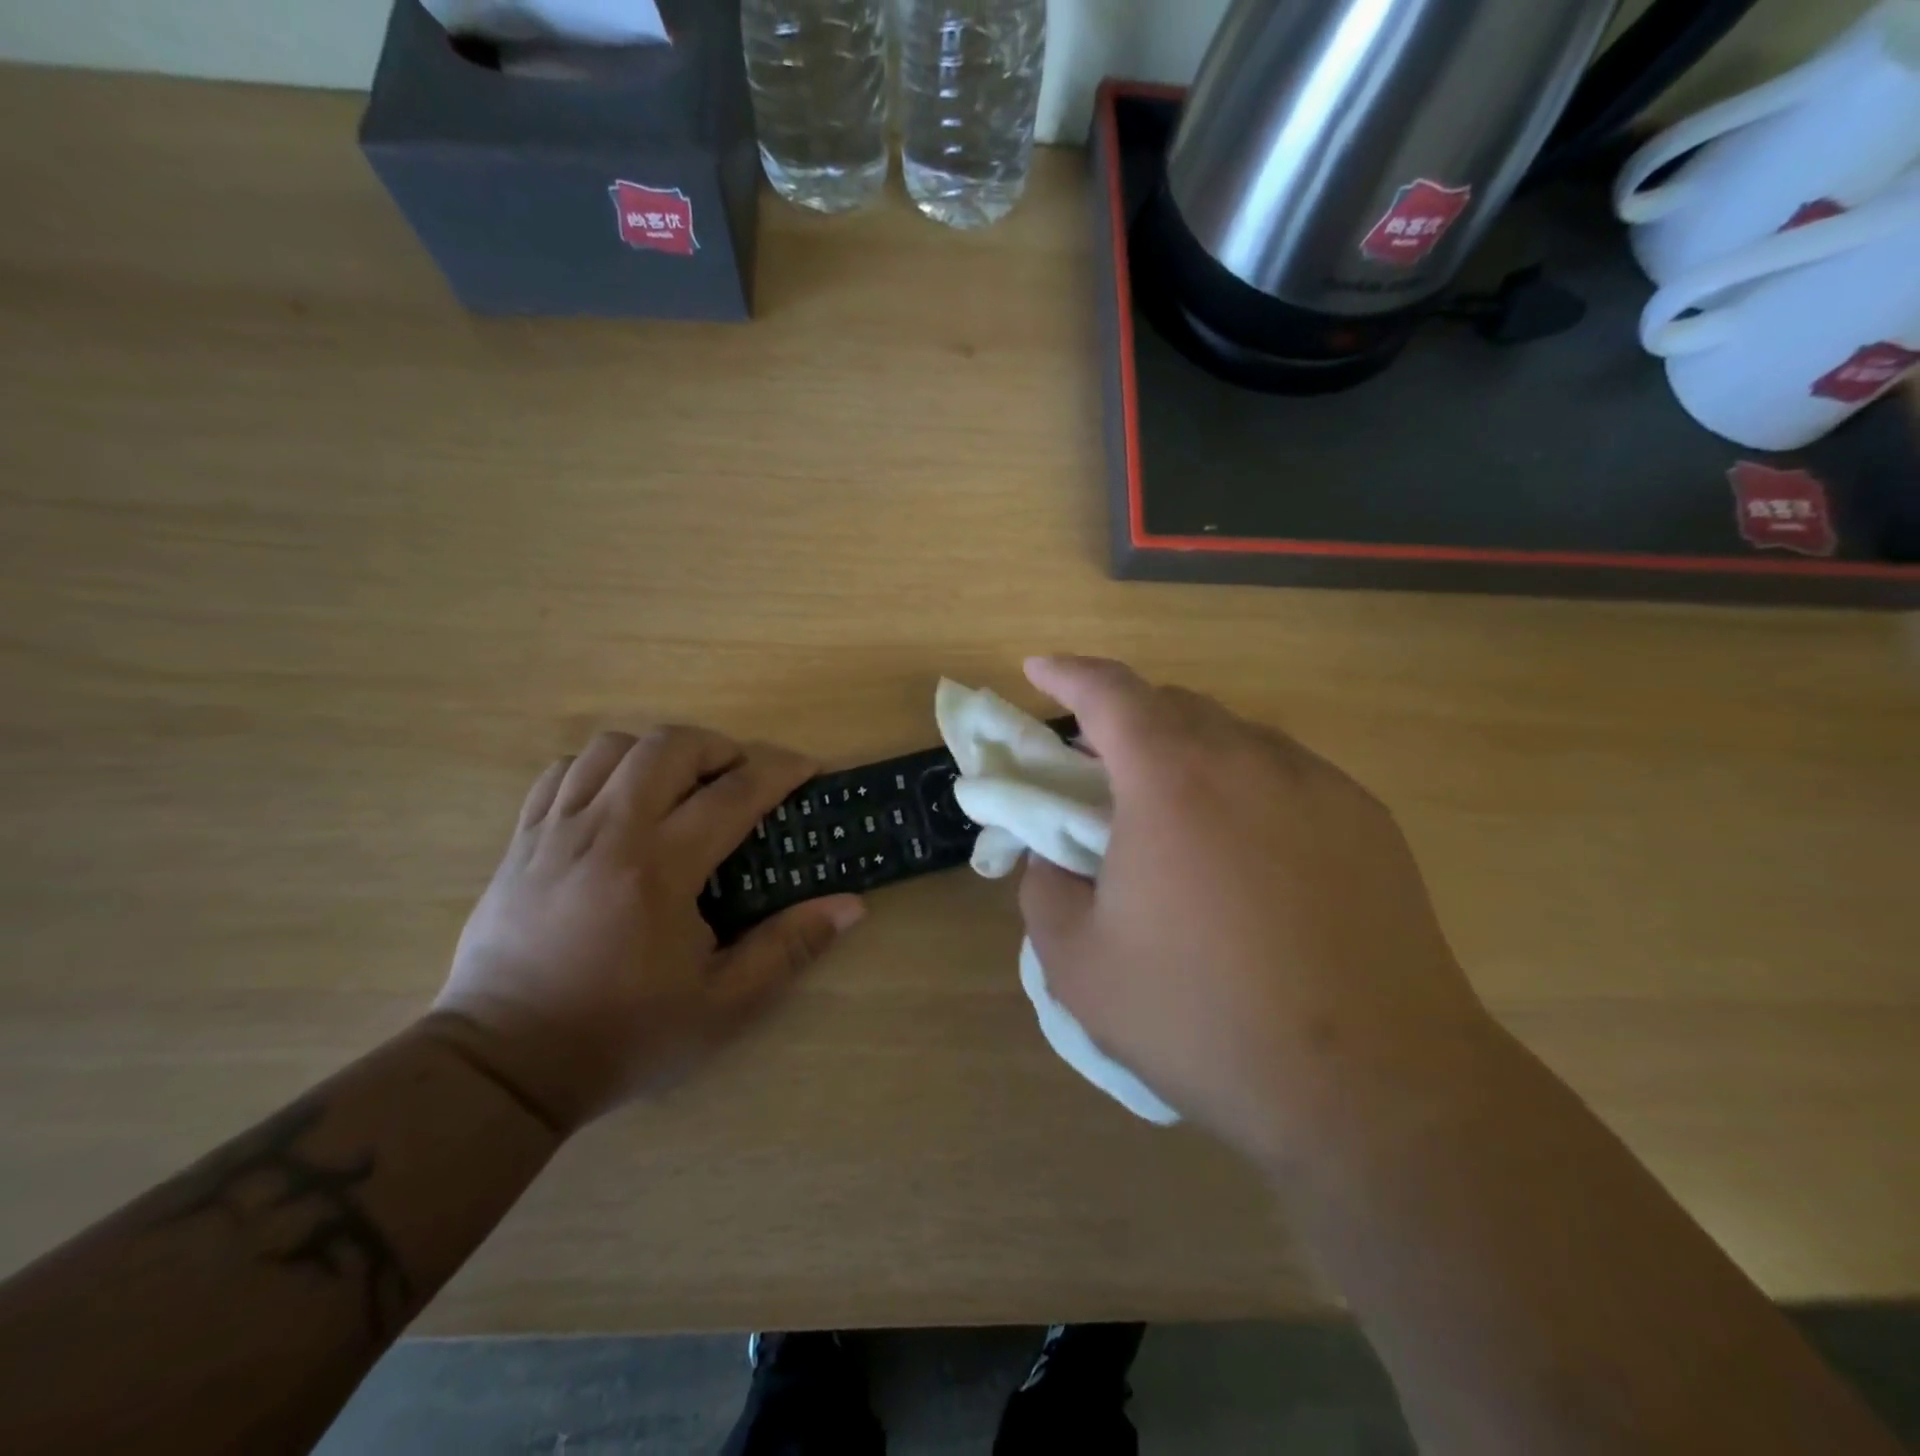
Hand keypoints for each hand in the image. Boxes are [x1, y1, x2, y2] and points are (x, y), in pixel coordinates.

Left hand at [431, 729, 864, 1134]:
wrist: (504, 1066)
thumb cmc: (623, 1035)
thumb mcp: (723, 1005)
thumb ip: (789, 947)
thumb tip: (851, 905)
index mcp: (660, 869)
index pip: (734, 793)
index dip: (779, 771)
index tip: (806, 770)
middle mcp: (608, 832)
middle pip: (669, 746)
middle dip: (719, 747)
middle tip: (741, 778)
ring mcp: (556, 831)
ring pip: (612, 747)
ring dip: (659, 752)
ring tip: (681, 785)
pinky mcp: (522, 841)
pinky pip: (562, 772)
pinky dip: (601, 768)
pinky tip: (619, 799)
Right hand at [1018, 657, 1492, 1165]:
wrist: (1375, 1089)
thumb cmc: (1205, 1018)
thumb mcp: (1079, 964)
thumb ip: (1044, 886)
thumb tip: (1056, 853)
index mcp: (1172, 779)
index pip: (1109, 691)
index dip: (1066, 673)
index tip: (1038, 670)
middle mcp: (1250, 759)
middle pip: (1173, 706)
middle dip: (1123, 721)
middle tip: (1098, 772)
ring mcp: (1320, 786)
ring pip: (1234, 737)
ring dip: (1186, 754)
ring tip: (1172, 818)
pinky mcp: (1369, 822)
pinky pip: (1286, 776)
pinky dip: (1243, 786)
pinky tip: (1244, 855)